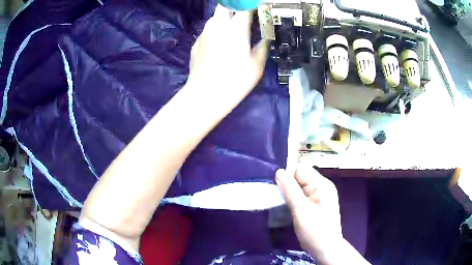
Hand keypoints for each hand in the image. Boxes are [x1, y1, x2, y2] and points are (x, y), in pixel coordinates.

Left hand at [187, 4, 266, 97]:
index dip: (252, 6)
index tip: (257, 10)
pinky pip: (207, 32)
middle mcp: (218, 26)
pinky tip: (217, 47)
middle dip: (234, 7)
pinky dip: (214, 34)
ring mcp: (204, 34)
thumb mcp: (257, 66)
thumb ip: (262, 48)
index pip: (245, 7)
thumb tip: (264, 40)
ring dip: (223, 20)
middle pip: (225, 6)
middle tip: (242, 17)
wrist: (205, 95)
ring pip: (214, 18)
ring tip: (230, 33)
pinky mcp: (196, 43)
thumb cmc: (235, 81)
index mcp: (236, 29)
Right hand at [275, 166, 342, 262]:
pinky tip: (288, 208)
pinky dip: (293, 200)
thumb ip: (290, 190)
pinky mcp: (315, 204)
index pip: (301, 170)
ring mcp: (319, 196)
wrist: (325, 249)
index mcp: (322, 185)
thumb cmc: (315, 230)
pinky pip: (301, 196)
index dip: (288, 177)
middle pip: (300, 178)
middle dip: (288, 186)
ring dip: (289, 194)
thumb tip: (279, 171)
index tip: (276, 188)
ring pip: (299, 187)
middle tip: (277, 198)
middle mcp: (322, 187)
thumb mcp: (301, 210)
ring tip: (280, 204)